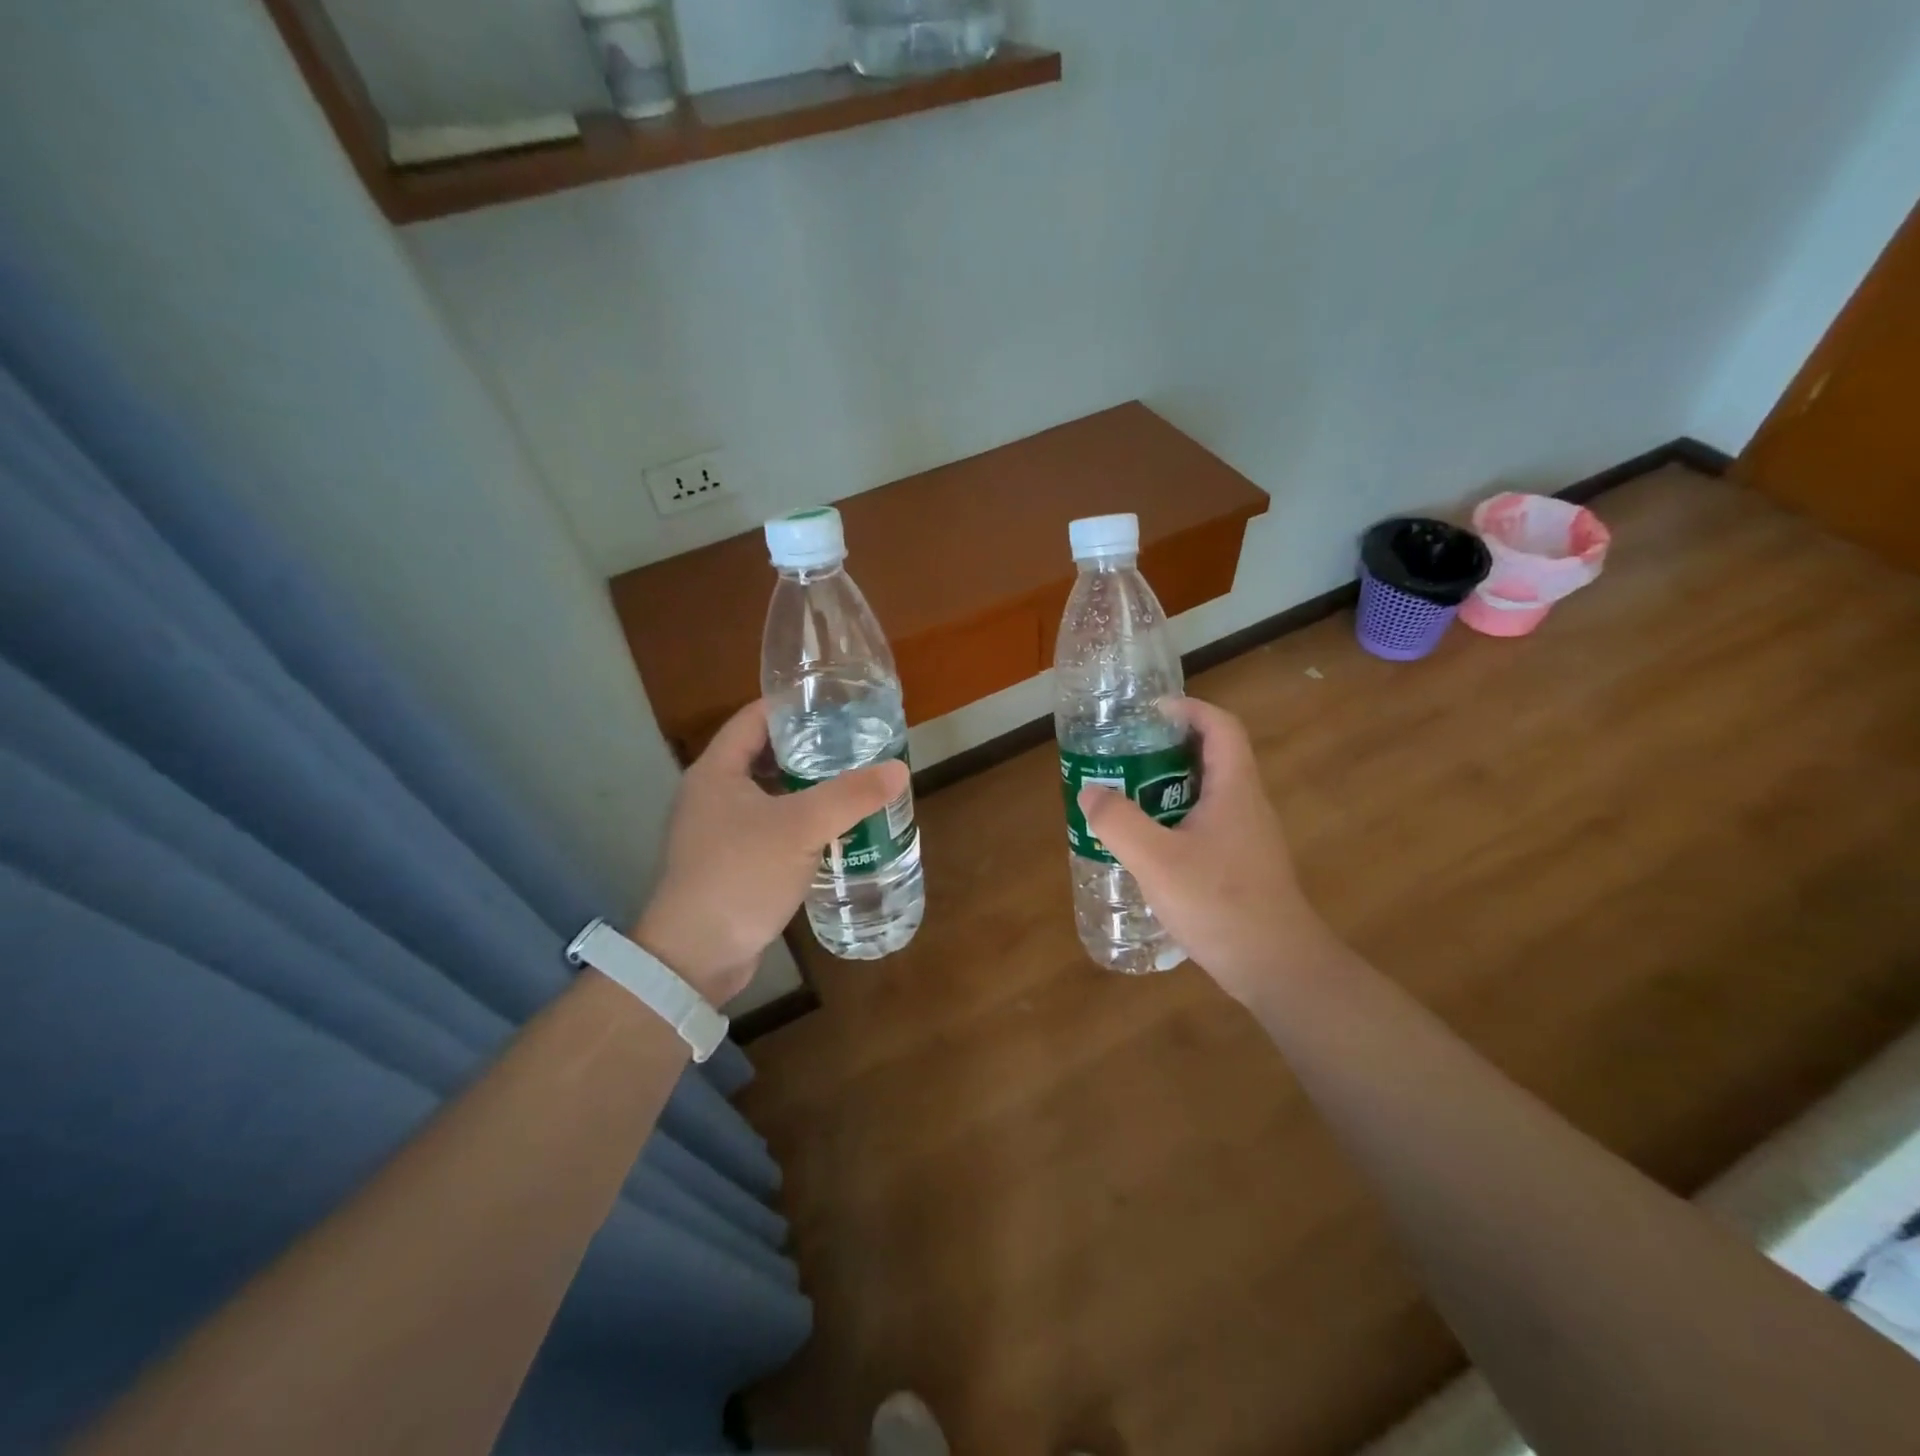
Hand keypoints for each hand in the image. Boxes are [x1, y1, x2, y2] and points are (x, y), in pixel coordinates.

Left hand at [632, 700, 907, 1004]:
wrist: (696, 956)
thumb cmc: (740, 874)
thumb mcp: (800, 828)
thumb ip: (850, 796)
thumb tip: (898, 769)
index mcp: (717, 771)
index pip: (754, 718)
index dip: (792, 706)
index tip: (836, 703)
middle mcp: (713, 794)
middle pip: (765, 755)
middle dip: (809, 748)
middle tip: (855, 744)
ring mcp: (720, 831)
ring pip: (771, 795)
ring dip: (808, 789)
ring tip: (854, 782)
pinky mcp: (733, 863)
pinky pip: (772, 829)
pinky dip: (801, 823)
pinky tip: (835, 830)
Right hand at [1078, 697, 1330, 1003]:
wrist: (1276, 966)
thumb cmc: (1220, 903)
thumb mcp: (1156, 860)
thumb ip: (1118, 822)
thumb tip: (1091, 792)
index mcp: (1234, 789)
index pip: (1220, 726)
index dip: (1188, 709)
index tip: (1149, 714)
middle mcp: (1246, 804)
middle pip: (1211, 757)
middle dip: (1167, 748)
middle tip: (1125, 757)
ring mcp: (1247, 837)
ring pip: (1206, 794)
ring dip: (1168, 787)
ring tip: (1126, 797)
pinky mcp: (1241, 865)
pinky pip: (1205, 825)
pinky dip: (1175, 820)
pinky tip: (1147, 846)